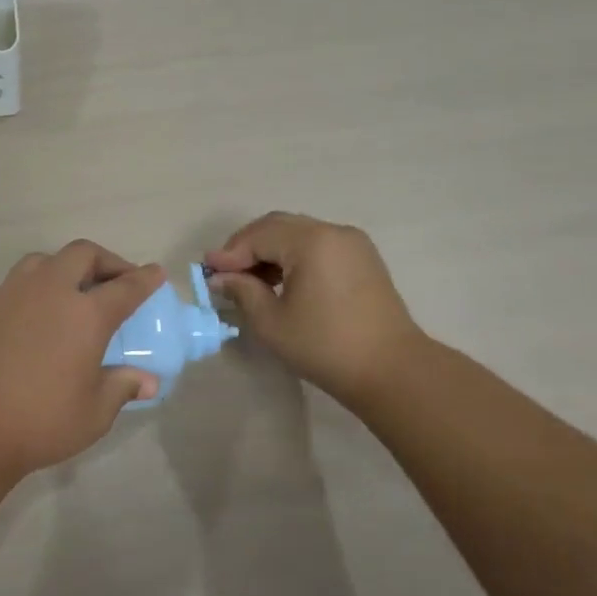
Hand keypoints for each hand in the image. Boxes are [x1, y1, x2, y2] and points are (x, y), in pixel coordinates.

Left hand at [0, 241, 164, 479]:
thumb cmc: (40, 422)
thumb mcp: (94, 413)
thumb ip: (122, 388)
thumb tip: (148, 382)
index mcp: (85, 314)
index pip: (125, 287)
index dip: (144, 279)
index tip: (155, 273)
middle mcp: (50, 292)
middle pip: (82, 255)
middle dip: (105, 261)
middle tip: (115, 282)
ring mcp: (11, 295)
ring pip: (43, 261)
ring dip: (65, 267)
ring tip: (72, 292)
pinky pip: (16, 283)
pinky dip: (35, 288)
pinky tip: (35, 316)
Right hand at [203, 212, 423, 407]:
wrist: (390, 369)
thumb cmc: (324, 345)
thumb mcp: (271, 322)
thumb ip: (243, 292)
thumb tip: (221, 278)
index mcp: (311, 242)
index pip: (258, 236)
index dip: (229, 253)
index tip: (206, 271)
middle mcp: (333, 232)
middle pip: (278, 226)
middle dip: (246, 246)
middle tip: (223, 271)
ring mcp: (352, 244)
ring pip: (298, 233)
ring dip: (269, 250)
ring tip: (248, 279)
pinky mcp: (362, 259)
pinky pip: (317, 245)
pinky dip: (292, 256)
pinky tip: (279, 280)